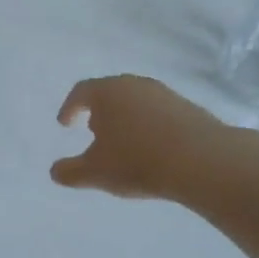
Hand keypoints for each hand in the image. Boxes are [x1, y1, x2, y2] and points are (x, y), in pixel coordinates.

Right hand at [51, 75, 258, 207]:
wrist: (204, 161)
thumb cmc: (138, 161)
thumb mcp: (96, 172)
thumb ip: (70, 172)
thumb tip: (54, 172)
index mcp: (107, 92)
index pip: (81, 92)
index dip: (69, 107)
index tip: (65, 123)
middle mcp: (134, 85)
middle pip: (110, 92)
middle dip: (99, 111)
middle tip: (93, 130)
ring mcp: (165, 94)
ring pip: (137, 101)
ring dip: (126, 118)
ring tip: (125, 142)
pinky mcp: (189, 108)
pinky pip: (160, 113)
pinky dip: (150, 126)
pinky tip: (154, 148)